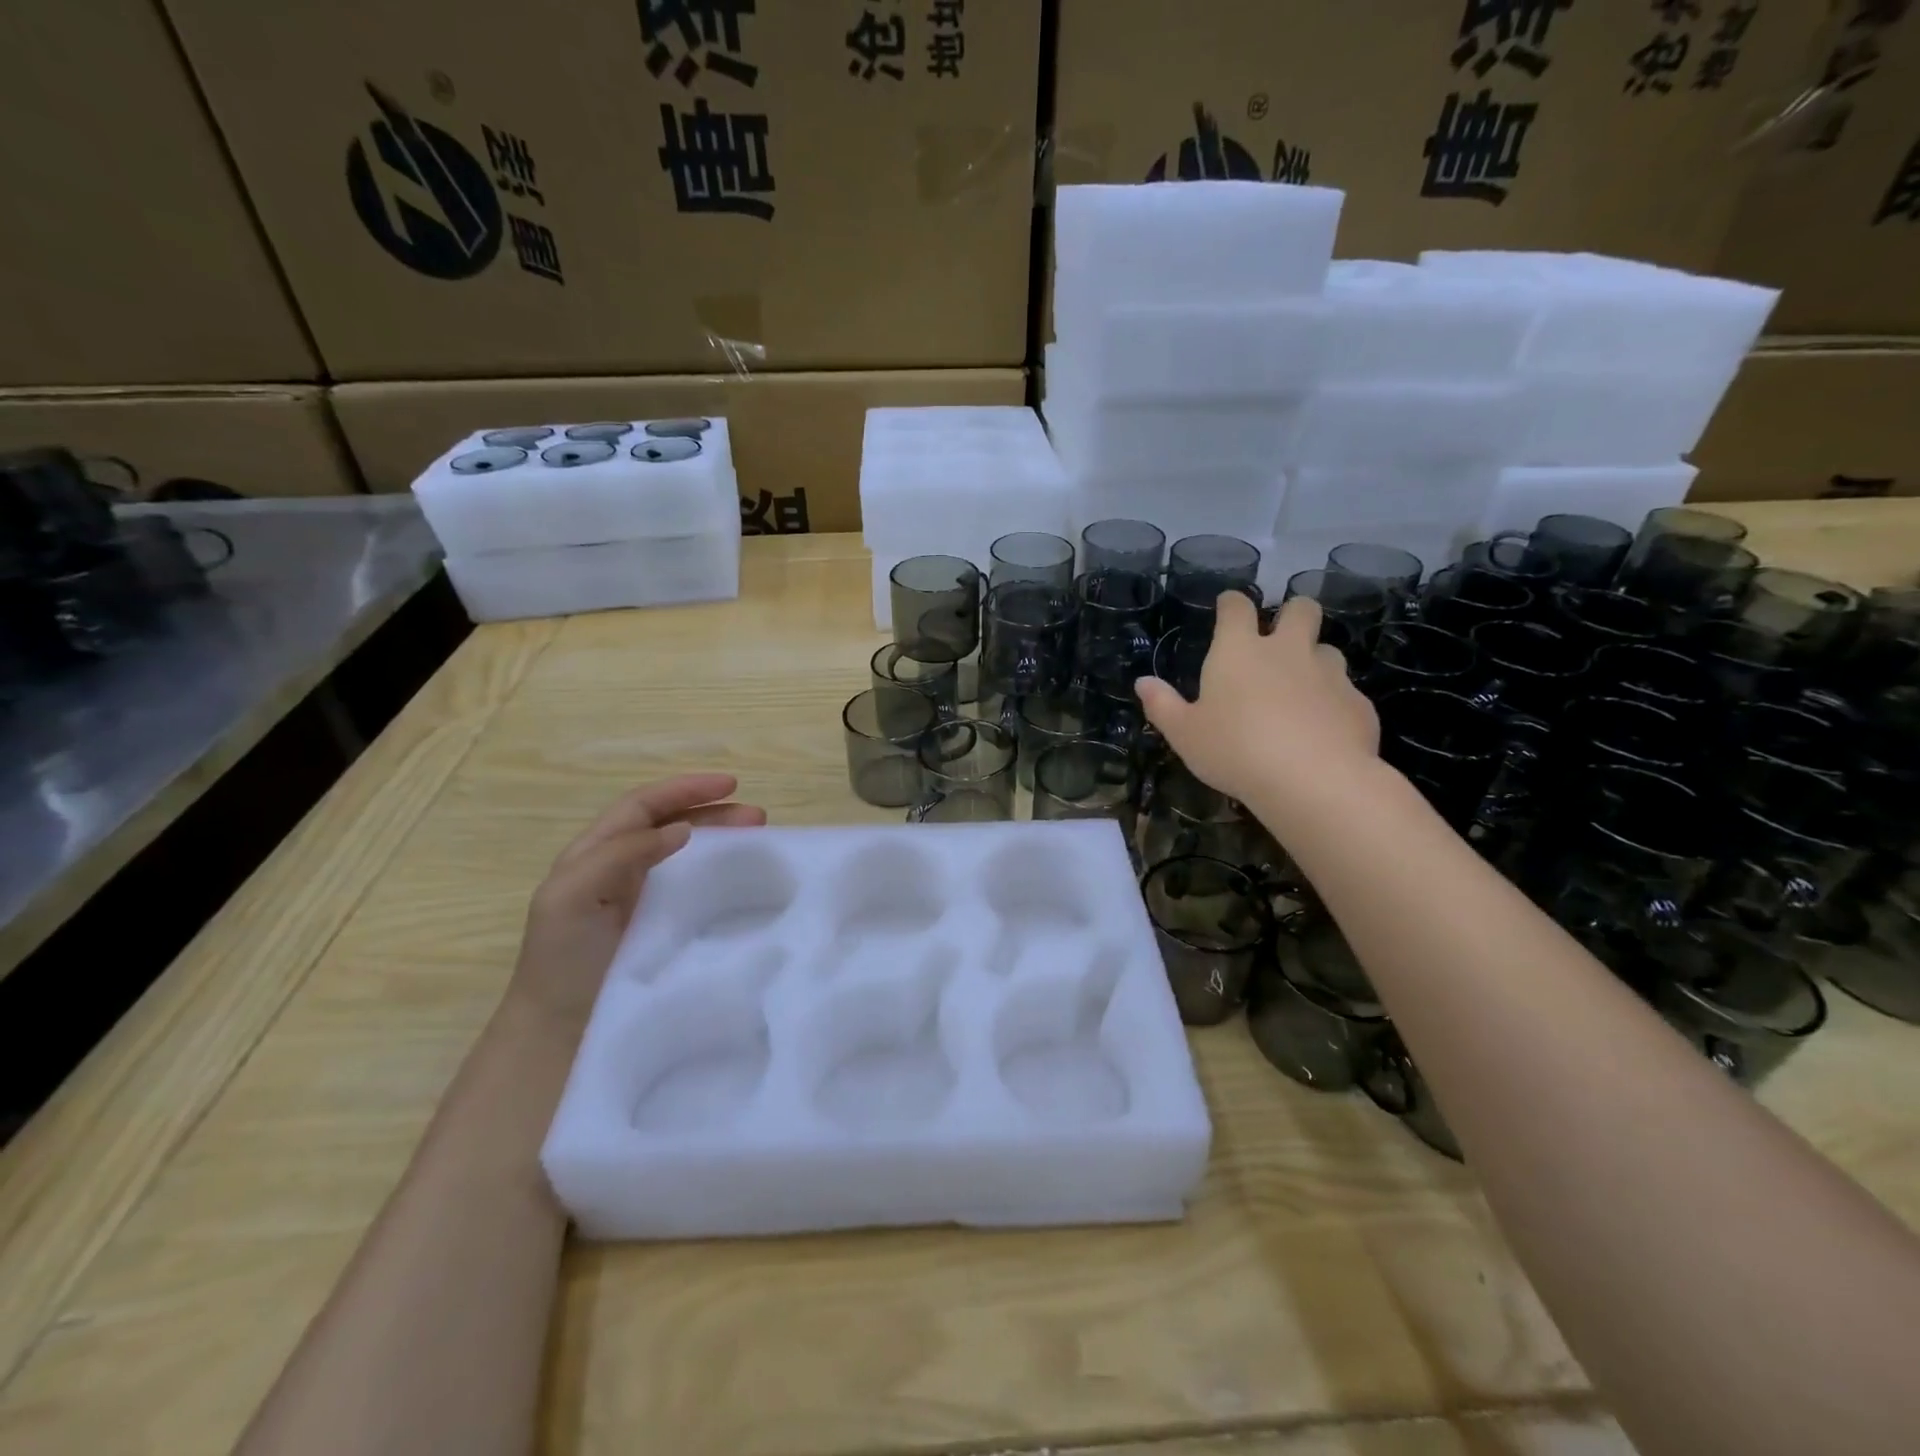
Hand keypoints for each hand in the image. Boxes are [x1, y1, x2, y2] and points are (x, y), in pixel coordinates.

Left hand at [508, 774, 765, 1028]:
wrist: (559, 1031)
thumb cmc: (561, 958)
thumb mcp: (571, 896)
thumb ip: (618, 854)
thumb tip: (681, 829)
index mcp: (597, 852)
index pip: (645, 805)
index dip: (685, 789)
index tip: (731, 785)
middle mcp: (623, 868)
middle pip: (673, 825)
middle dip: (715, 812)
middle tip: (759, 818)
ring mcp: (646, 899)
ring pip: (690, 855)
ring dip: (723, 841)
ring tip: (760, 840)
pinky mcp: (666, 928)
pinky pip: (698, 890)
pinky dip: (723, 876)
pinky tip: (747, 882)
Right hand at [1135, 592, 1379, 814]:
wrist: (1313, 780)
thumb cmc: (1234, 750)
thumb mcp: (1185, 734)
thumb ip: (1163, 705)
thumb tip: (1143, 683)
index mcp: (1239, 651)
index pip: (1237, 607)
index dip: (1232, 603)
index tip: (1228, 607)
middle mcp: (1287, 651)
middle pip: (1301, 609)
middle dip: (1291, 613)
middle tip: (1279, 637)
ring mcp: (1329, 674)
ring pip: (1327, 649)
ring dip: (1314, 660)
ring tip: (1300, 689)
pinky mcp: (1357, 703)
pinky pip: (1345, 691)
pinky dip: (1333, 702)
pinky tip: (1322, 729)